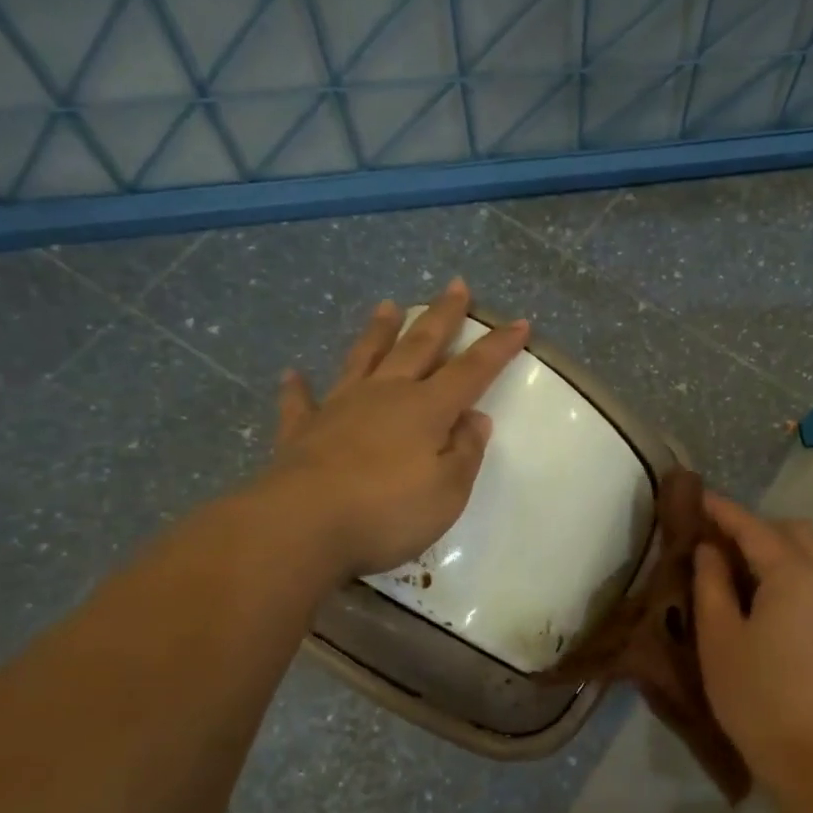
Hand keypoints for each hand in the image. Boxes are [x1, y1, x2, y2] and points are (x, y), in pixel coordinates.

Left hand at [254, 278, 528, 578]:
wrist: (301, 527)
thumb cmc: (387, 512)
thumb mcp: (447, 492)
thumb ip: (465, 452)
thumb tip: (474, 418)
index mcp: (426, 409)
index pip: (472, 370)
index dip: (497, 347)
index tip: (519, 323)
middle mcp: (385, 395)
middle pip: (418, 346)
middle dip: (441, 316)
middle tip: (456, 286)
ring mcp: (340, 408)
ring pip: (364, 358)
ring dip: (378, 331)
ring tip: (387, 305)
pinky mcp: (303, 431)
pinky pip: (302, 402)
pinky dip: (299, 387)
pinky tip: (293, 374)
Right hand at [692, 493, 812, 796]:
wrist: (812, 757)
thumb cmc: (755, 694)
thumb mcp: (719, 637)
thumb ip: (712, 583)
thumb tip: (711, 550)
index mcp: (794, 574)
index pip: (753, 527)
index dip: (722, 510)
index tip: (696, 496)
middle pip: (793, 531)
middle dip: (756, 527)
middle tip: (717, 544)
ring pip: (810, 554)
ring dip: (775, 550)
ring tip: (736, 572)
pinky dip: (790, 572)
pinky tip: (762, 599)